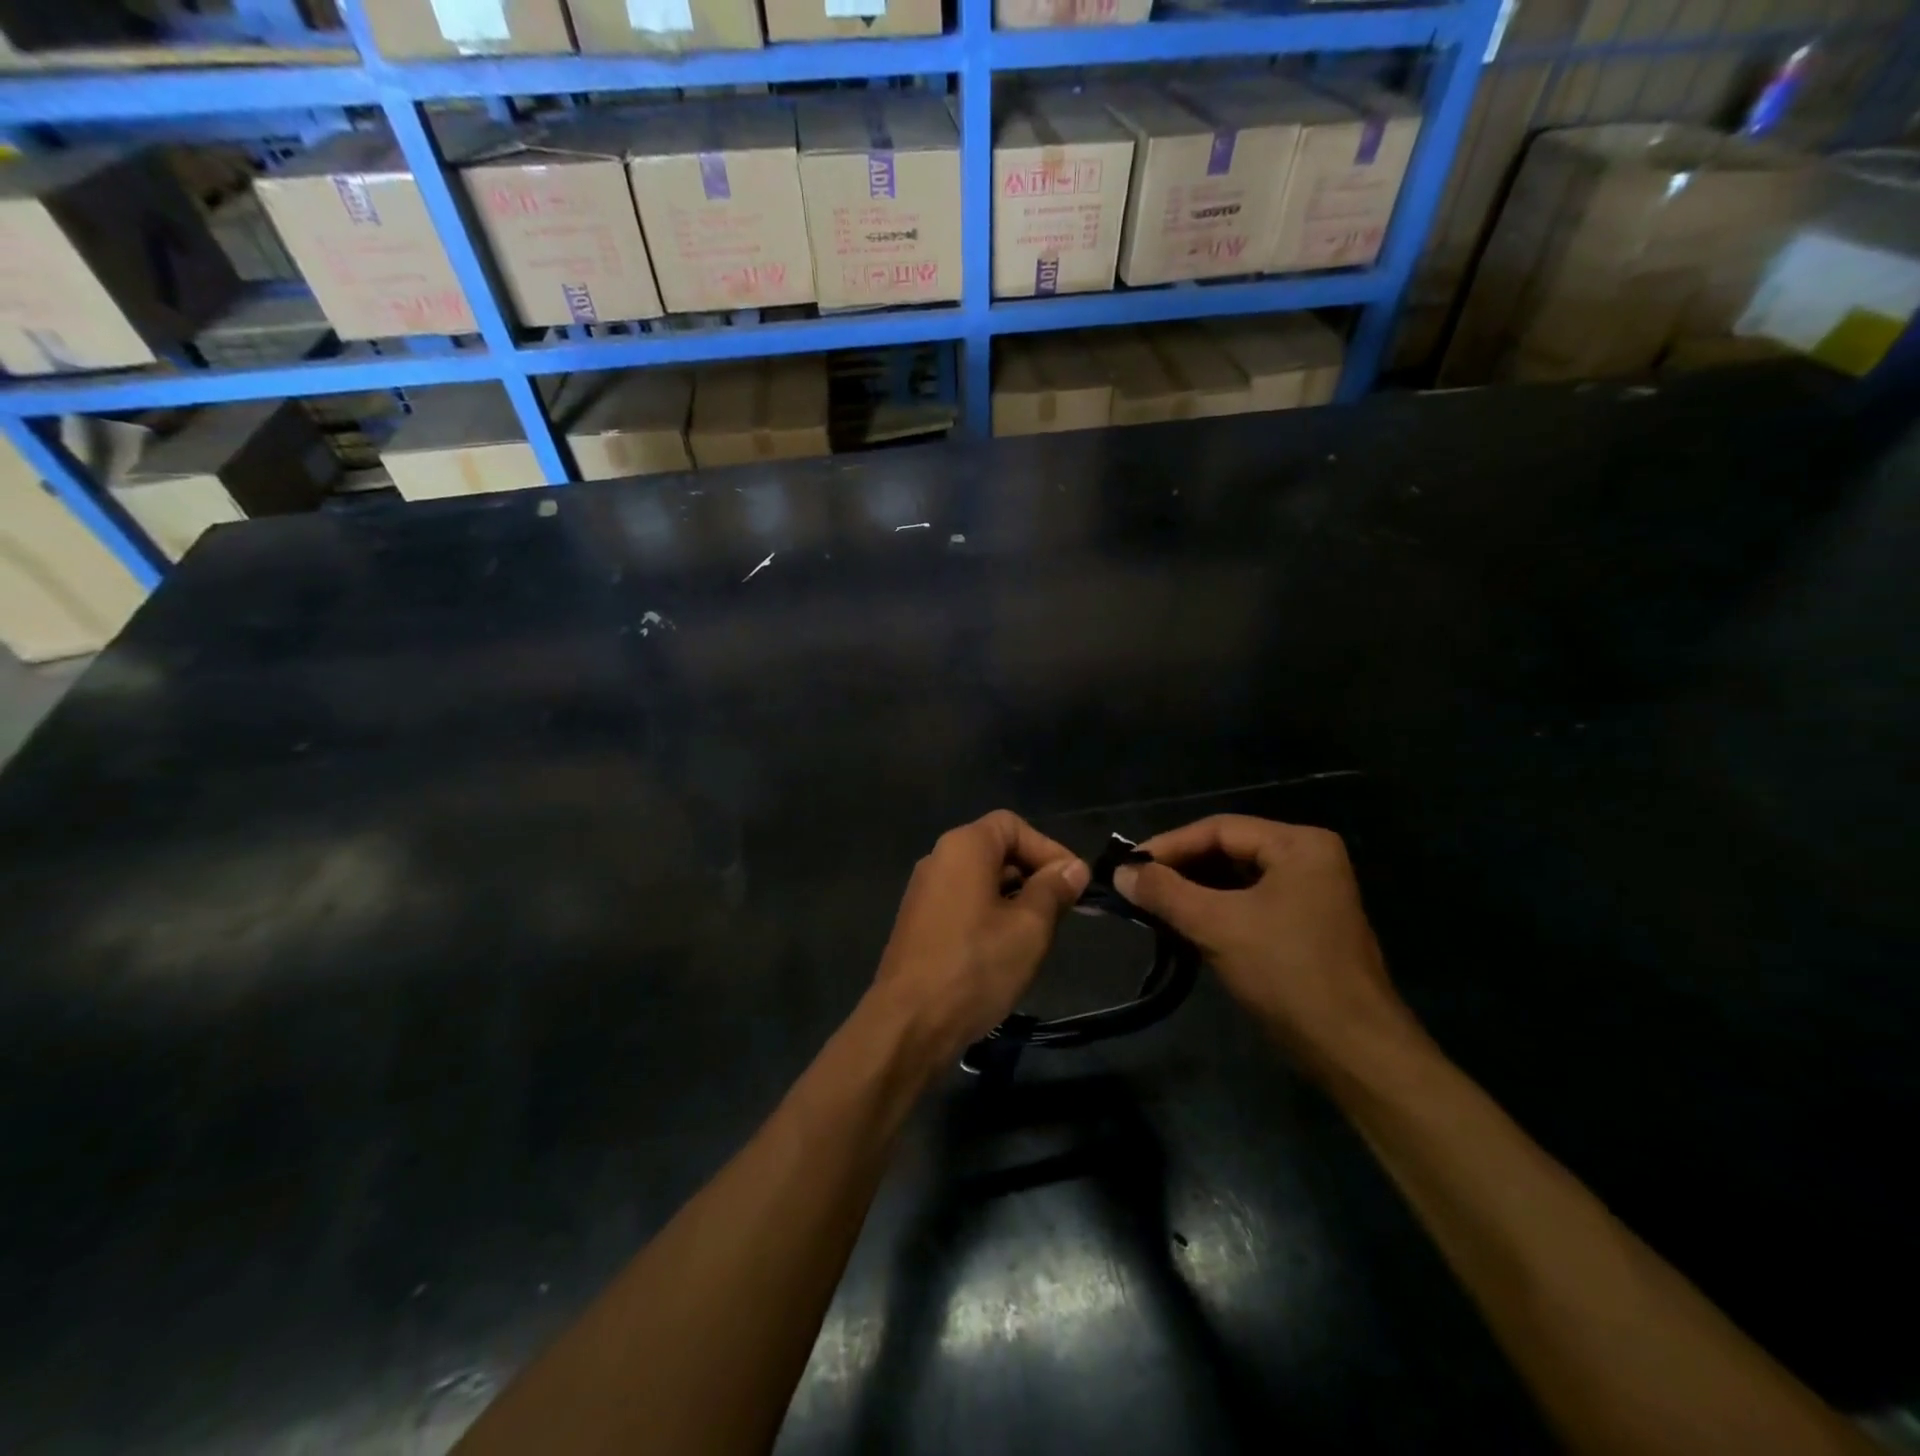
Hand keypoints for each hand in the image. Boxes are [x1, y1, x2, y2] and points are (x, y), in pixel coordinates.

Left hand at [871, 810, 1089, 1061]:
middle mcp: (938, 859)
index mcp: (963, 847)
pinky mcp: (918, 923)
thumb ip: (1053, 890)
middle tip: (1062, 911)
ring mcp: (923, 893)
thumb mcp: (1029, 927)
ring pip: (981, 880)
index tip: (1073, 883)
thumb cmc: (976, 967)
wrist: (909, 1024)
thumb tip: (1073, 868)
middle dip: (1034, 874)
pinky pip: (963, 904)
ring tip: (1040, 934)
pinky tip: (1006, 950)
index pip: (1013, 825)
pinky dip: (990, 915)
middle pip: (996, 850)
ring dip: (1015, 898)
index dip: (1048, 848)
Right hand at [1114, 816, 1417, 1080]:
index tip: (1127, 865)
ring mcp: (1310, 893)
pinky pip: (1249, 903)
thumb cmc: (1287, 973)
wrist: (1352, 1050)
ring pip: (1236, 879)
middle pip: (1229, 850)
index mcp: (1299, 845)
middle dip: (1181, 868)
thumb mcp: (1217, 925)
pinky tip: (1183, 924)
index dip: (1169, 845)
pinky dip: (1215, 910)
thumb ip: (1165, 892)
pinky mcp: (1304, 925)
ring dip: (1194, 891)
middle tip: (1136, 884)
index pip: (1220, 829)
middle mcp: (1309, 859)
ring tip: (1152, 903)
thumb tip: (1120, 871)